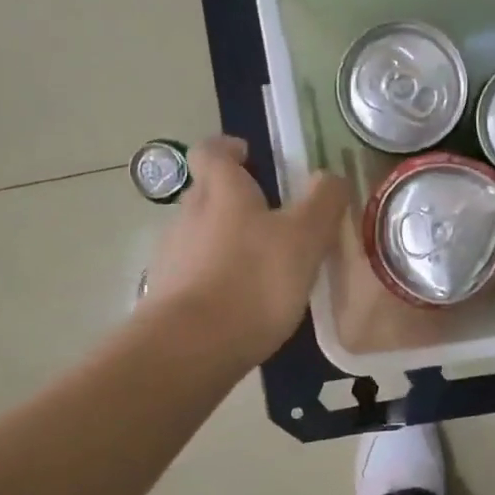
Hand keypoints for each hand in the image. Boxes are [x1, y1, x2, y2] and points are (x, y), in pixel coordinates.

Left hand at [143, 136, 350, 363]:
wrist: (192, 346)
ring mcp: (171, 256)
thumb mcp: (305, 237)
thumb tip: (330, 177)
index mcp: (222, 191)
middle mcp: (188, 214)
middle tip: (271, 218)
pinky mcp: (165, 295)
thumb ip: (322, 202)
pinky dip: (215, 277)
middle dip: (234, 199)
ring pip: (200, 234)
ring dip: (225, 240)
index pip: (213, 151)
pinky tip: (240, 302)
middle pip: (207, 193)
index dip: (229, 148)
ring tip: (260, 266)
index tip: (249, 156)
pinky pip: (194, 273)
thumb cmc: (254, 280)